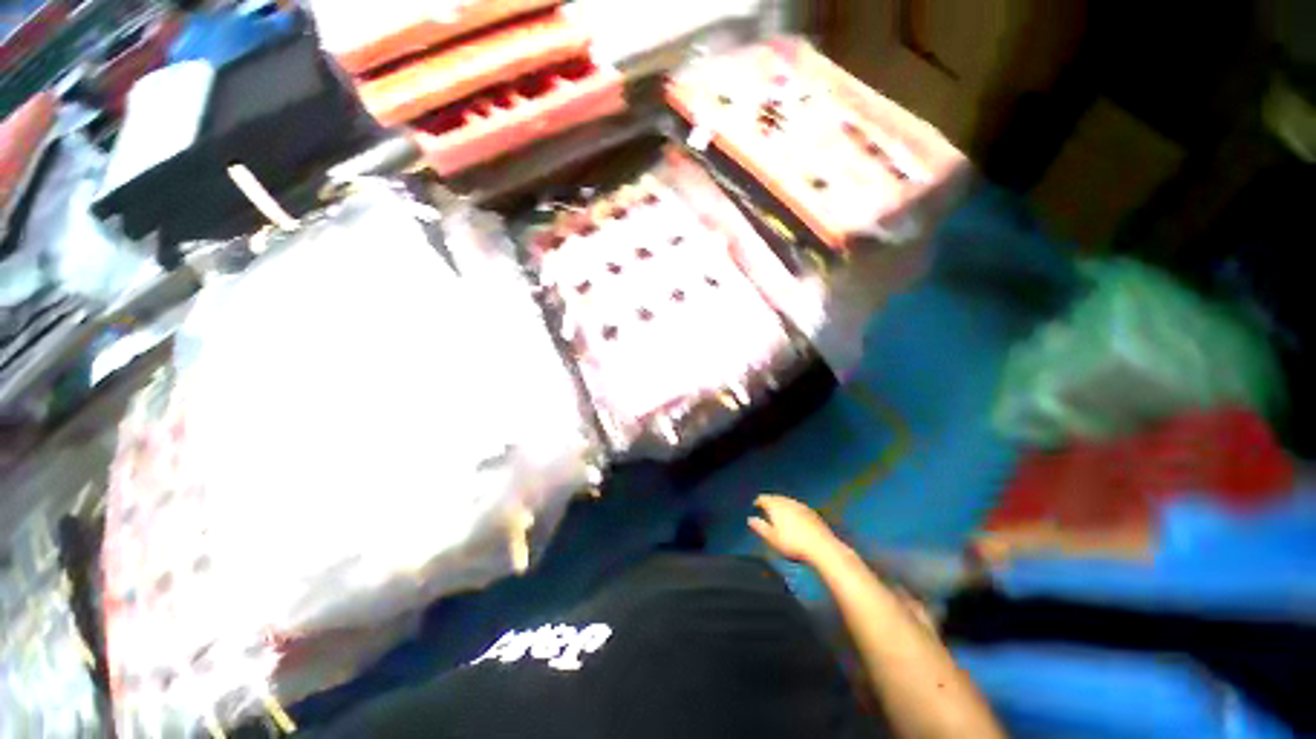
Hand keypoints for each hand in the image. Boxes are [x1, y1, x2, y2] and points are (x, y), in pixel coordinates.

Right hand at [749, 494, 843, 564]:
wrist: (821, 547)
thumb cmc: (793, 543)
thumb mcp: (772, 538)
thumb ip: (760, 527)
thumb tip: (750, 519)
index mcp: (775, 506)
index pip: (764, 498)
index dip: (759, 501)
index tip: (756, 504)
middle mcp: (787, 502)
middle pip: (776, 497)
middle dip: (770, 500)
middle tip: (766, 505)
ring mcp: (800, 506)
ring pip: (787, 500)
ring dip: (781, 503)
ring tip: (778, 509)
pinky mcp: (811, 512)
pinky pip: (797, 506)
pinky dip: (792, 507)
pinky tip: (794, 515)